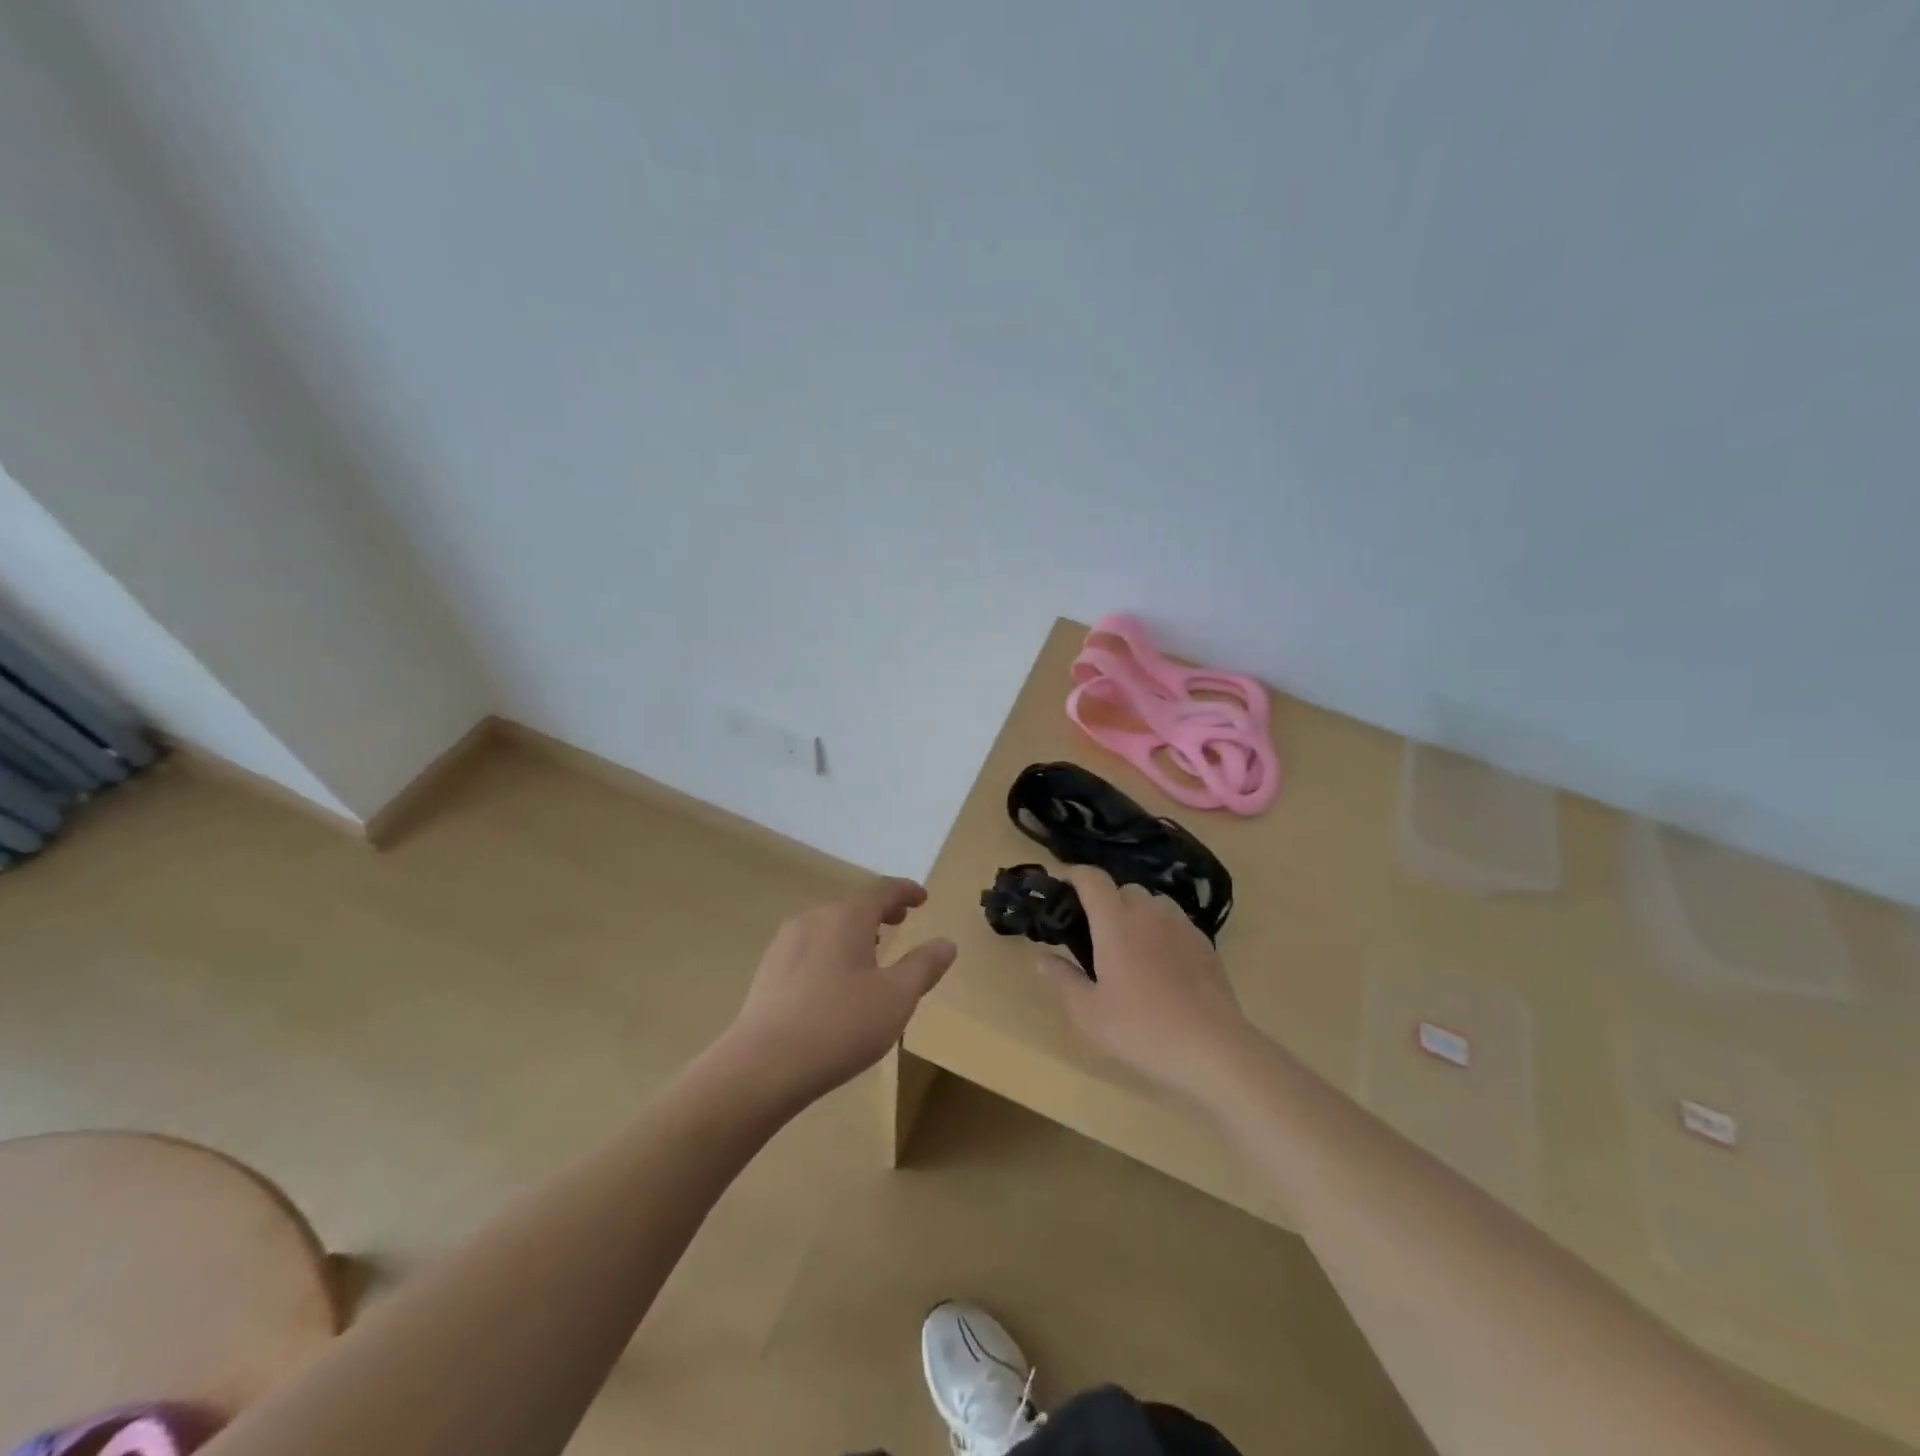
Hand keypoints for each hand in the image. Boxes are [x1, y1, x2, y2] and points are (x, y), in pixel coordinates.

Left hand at [726, 877, 956, 1105]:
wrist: (762, 1067)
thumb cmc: (839, 1026)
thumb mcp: (896, 998)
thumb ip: (924, 966)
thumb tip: (946, 943)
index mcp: (847, 918)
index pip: (882, 891)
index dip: (906, 891)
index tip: (922, 898)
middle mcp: (813, 919)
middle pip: (853, 906)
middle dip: (880, 911)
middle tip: (900, 921)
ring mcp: (785, 944)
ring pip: (829, 926)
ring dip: (854, 932)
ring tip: (870, 953)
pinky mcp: (768, 971)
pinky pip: (809, 948)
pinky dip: (831, 951)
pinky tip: (834, 982)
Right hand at [1036, 865, 1252, 1100]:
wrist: (1212, 1048)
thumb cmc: (1141, 1029)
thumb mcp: (1088, 1012)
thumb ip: (1063, 979)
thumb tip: (1043, 959)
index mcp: (1115, 922)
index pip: (1092, 878)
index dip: (1073, 875)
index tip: (1061, 887)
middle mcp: (1149, 912)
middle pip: (1123, 888)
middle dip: (1105, 901)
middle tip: (1094, 933)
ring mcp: (1181, 925)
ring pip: (1152, 902)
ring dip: (1135, 913)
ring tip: (1129, 946)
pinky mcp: (1204, 942)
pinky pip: (1174, 922)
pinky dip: (1160, 931)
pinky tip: (1160, 965)